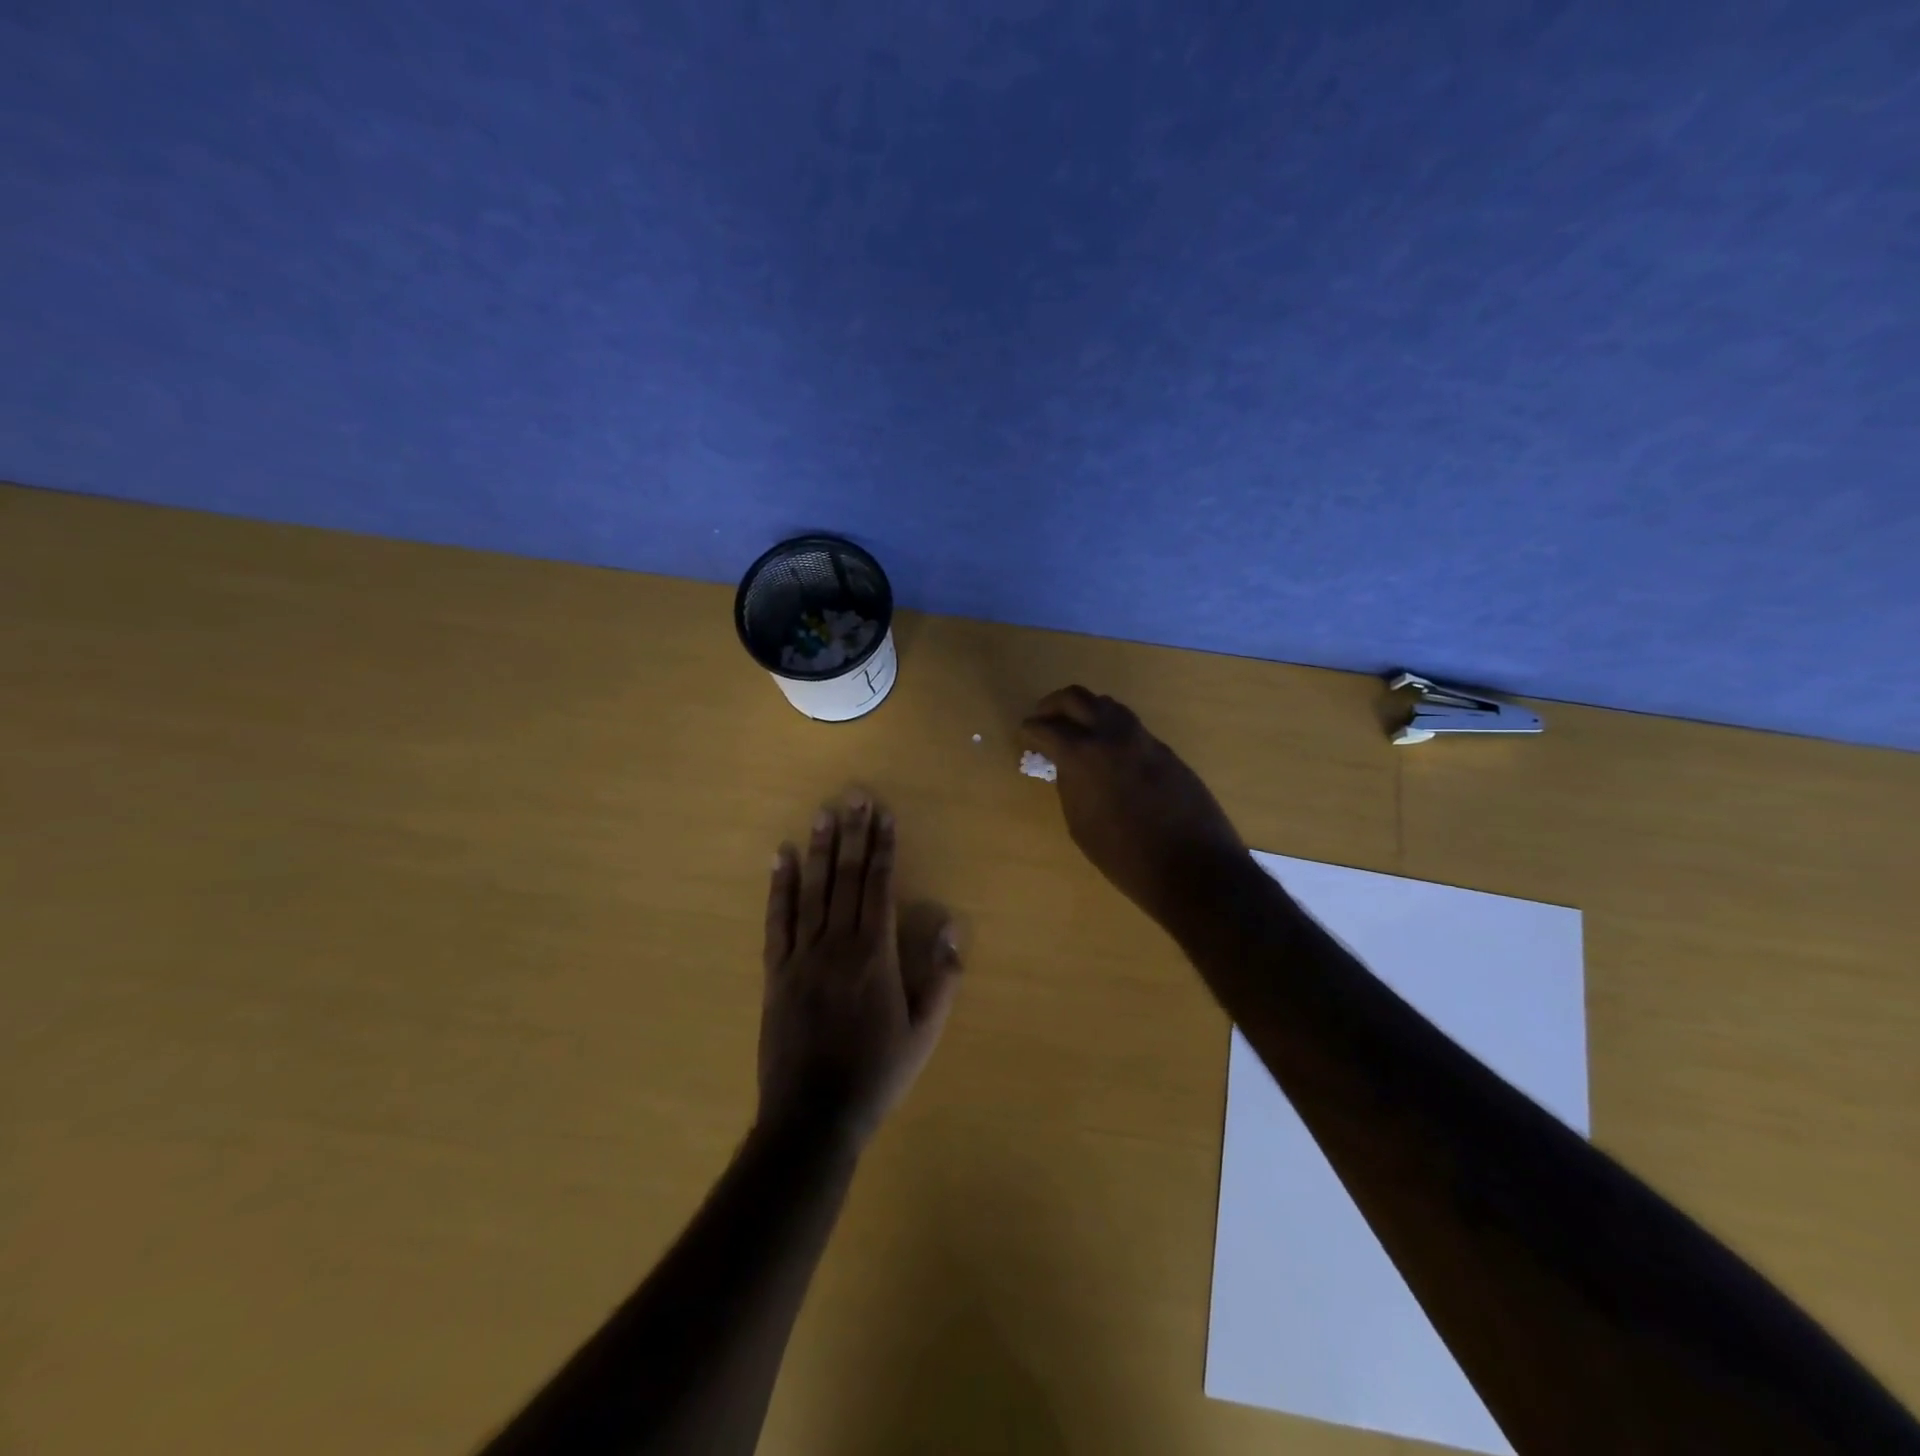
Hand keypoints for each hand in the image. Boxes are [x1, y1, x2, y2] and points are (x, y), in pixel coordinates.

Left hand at [759, 796, 961, 1148]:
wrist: (813, 1116)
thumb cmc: (877, 1073)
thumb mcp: (924, 1032)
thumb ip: (942, 977)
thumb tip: (950, 924)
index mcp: (875, 956)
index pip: (879, 887)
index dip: (882, 848)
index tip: (884, 815)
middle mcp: (837, 944)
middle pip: (846, 878)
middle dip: (853, 835)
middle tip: (854, 796)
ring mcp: (801, 956)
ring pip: (812, 891)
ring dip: (820, 849)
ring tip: (823, 813)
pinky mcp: (775, 972)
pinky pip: (777, 920)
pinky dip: (779, 887)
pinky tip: (782, 858)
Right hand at [1023, 686, 1250, 932]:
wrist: (1193, 868)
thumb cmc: (1125, 857)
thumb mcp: (1080, 824)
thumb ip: (1070, 785)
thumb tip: (1068, 766)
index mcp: (1084, 755)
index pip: (1047, 727)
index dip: (1030, 730)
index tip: (1024, 735)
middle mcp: (1113, 735)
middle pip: (1076, 698)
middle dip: (1053, 705)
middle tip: (1042, 719)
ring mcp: (1143, 739)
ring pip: (1108, 705)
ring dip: (1086, 711)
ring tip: (1074, 731)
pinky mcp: (1166, 750)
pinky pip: (1130, 726)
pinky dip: (1110, 729)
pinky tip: (1107, 751)